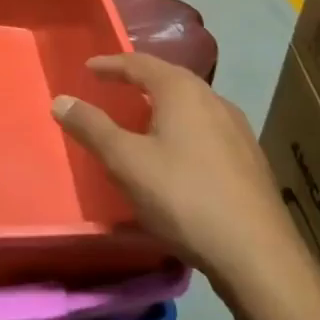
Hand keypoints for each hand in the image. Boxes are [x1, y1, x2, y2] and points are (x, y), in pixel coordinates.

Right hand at [52, 54, 319, 319]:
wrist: (259, 256)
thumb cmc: (184, 198)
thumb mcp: (126, 162)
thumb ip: (92, 128)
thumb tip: (61, 100)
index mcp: (183, 91)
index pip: (140, 63)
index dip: (111, 64)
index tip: (89, 69)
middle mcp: (214, 100)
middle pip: (170, 79)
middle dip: (139, 80)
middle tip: (113, 88)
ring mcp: (238, 130)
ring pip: (192, 105)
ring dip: (162, 105)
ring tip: (141, 120)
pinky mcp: (250, 160)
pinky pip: (207, 129)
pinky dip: (183, 129)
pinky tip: (177, 155)